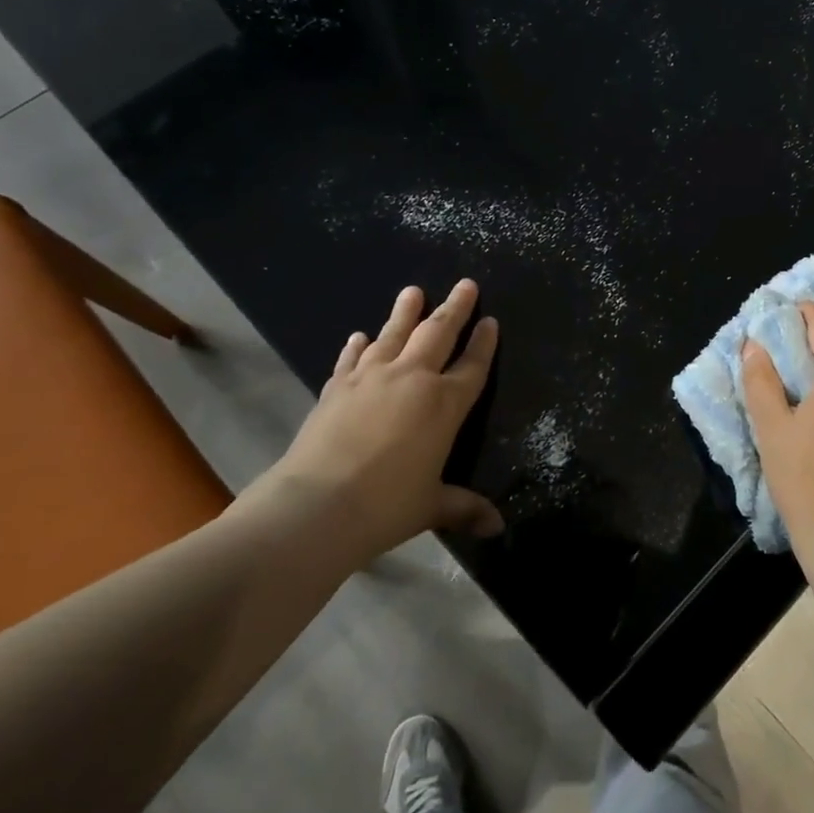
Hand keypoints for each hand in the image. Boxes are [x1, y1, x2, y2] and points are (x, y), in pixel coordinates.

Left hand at [263, 280, 503, 560]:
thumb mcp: (432, 506)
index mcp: (445, 405)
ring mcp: (371, 379)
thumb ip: (465, 508)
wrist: (316, 506)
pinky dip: (358, 346)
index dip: (484, 343)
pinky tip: (360, 336)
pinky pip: (352, 359)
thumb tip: (497, 527)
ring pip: (395, 334)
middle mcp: (412, 380)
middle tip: (466, 284)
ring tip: (413, 290)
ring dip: (406, 311)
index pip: (473, 366)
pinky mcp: (337, 387)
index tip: (491, 321)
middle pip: (438, 334)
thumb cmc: (387, 505)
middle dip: (455, 308)